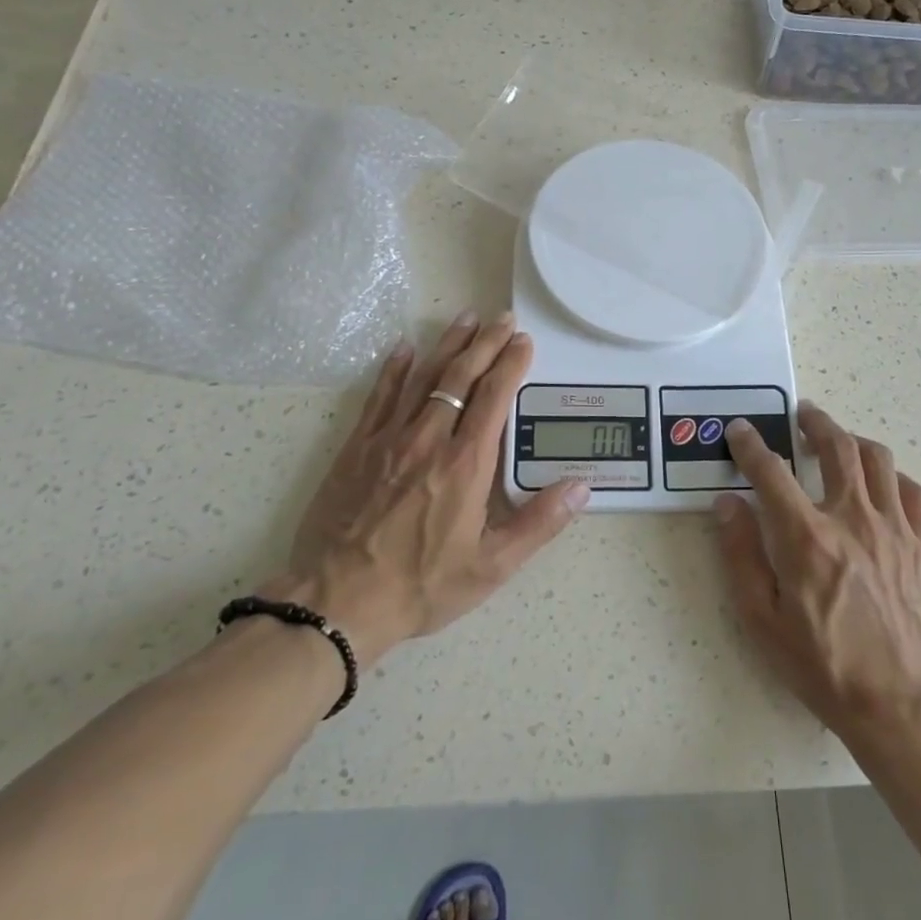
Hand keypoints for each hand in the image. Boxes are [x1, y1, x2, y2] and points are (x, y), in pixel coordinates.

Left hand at [264, 311, 589, 664]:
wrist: (338, 601)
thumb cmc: (422, 585)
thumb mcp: (492, 566)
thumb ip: (539, 523)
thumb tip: (581, 487)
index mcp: (466, 463)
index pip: (495, 397)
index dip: (511, 364)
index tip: (523, 342)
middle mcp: (430, 438)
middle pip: (461, 376)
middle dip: (485, 343)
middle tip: (502, 318)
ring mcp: (389, 439)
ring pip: (423, 377)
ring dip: (447, 345)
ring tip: (465, 318)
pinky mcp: (357, 449)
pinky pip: (379, 397)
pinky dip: (394, 369)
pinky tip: (404, 348)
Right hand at [716, 403, 920, 744]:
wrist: (901, 704)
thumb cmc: (823, 665)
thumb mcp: (762, 619)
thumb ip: (741, 555)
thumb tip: (727, 504)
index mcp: (806, 538)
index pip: (771, 471)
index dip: (751, 445)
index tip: (741, 430)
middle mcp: (851, 519)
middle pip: (836, 446)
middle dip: (815, 421)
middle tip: (802, 412)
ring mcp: (894, 528)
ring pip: (877, 459)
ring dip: (853, 439)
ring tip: (840, 438)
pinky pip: (912, 491)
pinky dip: (893, 476)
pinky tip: (882, 484)